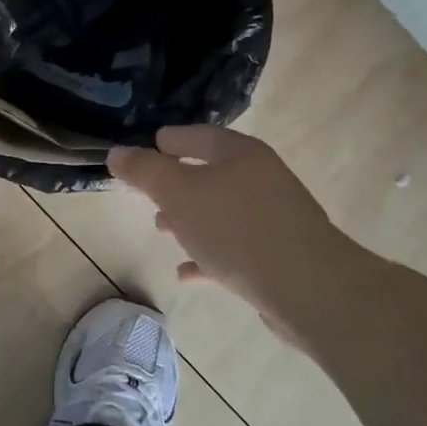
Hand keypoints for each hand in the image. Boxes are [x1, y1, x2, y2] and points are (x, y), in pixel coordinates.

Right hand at [108, 126, 354, 335]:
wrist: (308, 290)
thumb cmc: (237, 230)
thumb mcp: (179, 195)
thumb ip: (145, 172)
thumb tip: (117, 152)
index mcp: (240, 154)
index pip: (196, 136)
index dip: (168, 140)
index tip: (146, 148)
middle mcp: (260, 179)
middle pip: (209, 174)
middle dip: (175, 184)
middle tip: (146, 194)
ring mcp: (272, 217)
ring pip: (220, 211)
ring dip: (189, 219)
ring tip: (162, 231)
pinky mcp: (277, 254)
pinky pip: (233, 248)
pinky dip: (207, 255)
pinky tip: (186, 273)